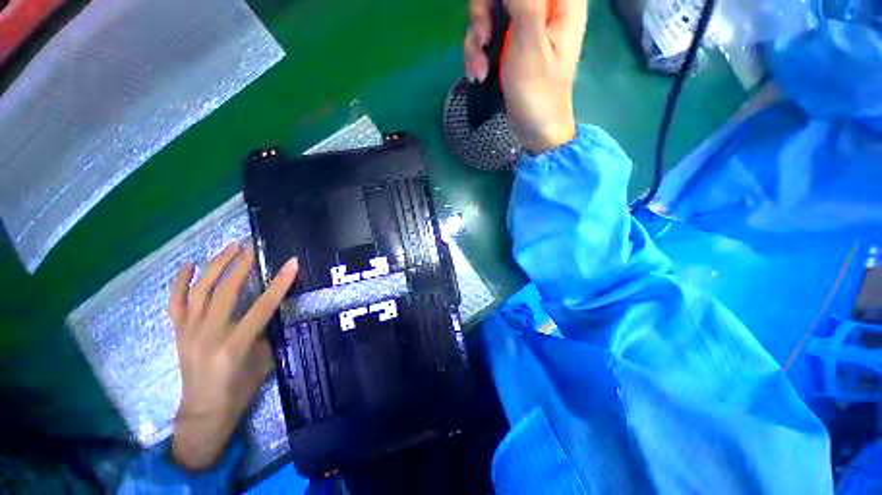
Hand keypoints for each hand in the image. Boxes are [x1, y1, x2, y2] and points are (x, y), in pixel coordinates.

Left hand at [168, 242, 298, 470]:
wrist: (204, 413)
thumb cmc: (240, 390)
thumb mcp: (264, 361)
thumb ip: (268, 331)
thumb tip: (275, 306)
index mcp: (235, 345)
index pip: (262, 306)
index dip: (280, 283)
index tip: (292, 263)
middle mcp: (209, 335)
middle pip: (226, 291)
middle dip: (241, 265)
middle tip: (253, 247)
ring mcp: (189, 332)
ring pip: (200, 290)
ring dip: (216, 265)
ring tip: (230, 247)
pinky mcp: (178, 333)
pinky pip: (176, 303)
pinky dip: (181, 281)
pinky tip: (190, 264)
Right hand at [465, 0, 587, 152]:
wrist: (535, 131)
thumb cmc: (538, 93)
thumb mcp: (529, 44)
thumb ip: (523, 2)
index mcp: (561, 0)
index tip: (491, 14)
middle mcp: (543, 6)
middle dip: (483, 15)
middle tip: (482, 41)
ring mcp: (526, 25)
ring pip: (489, 11)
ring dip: (476, 41)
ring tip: (479, 71)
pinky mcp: (512, 43)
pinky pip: (487, 34)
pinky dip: (478, 53)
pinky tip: (478, 73)